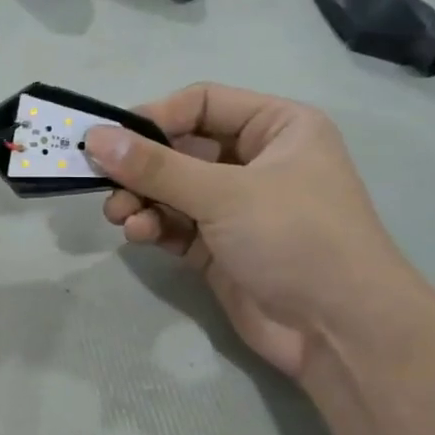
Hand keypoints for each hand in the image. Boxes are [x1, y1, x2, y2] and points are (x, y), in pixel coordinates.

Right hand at [85, 84, 411, 379]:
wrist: (340, 331)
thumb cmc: (296, 239)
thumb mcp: (224, 194)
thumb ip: (155, 166)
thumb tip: (95, 138)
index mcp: (277, 128)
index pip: (202, 104)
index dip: (155, 117)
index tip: (110, 139)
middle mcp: (256, 161)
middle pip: (180, 149)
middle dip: (140, 167)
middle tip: (103, 182)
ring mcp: (236, 207)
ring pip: (171, 189)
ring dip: (140, 199)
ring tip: (119, 216)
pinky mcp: (219, 247)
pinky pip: (174, 224)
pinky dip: (153, 226)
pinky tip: (138, 235)